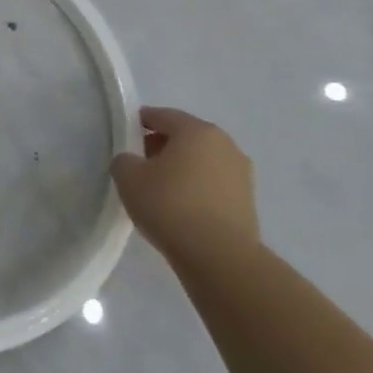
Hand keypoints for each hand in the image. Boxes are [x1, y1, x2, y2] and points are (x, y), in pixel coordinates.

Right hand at [111, 106, 258, 260]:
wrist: (219, 257)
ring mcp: (241, 175)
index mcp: (197, 130)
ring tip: (159, 190)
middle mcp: (225, 145)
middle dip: (161, 146)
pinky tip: (180, 208)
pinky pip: (213, 185)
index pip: (163, 115)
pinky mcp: (248, 203)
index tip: (125, 135)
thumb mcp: (128, 177)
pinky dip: (196, 189)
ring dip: (181, 169)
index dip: (140, 122)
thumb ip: (124, 160)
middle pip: (185, 137)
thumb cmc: (170, 205)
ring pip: (202, 162)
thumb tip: (133, 162)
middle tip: (139, 164)